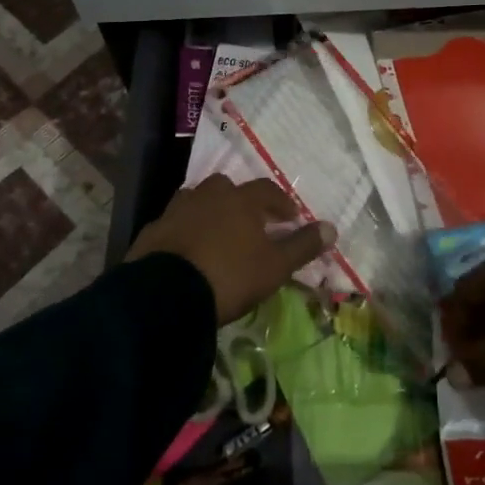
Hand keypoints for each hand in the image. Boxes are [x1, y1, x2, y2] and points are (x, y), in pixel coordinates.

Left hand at [126, 176, 331, 324]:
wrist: (165, 295)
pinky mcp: (152, 231)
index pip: (267, 190)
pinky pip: (173, 225)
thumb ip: (303, 245)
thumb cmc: (230, 276)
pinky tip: (187, 252)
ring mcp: (176, 211)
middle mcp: (207, 195)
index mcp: (240, 199)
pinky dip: (183, 232)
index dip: (281, 203)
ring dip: (209, 213)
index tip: (291, 218)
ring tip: (217, 237)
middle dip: (240, 203)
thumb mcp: (275, 266)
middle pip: (227, 188)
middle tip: (250, 225)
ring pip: (197, 202)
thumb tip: (332, 227)